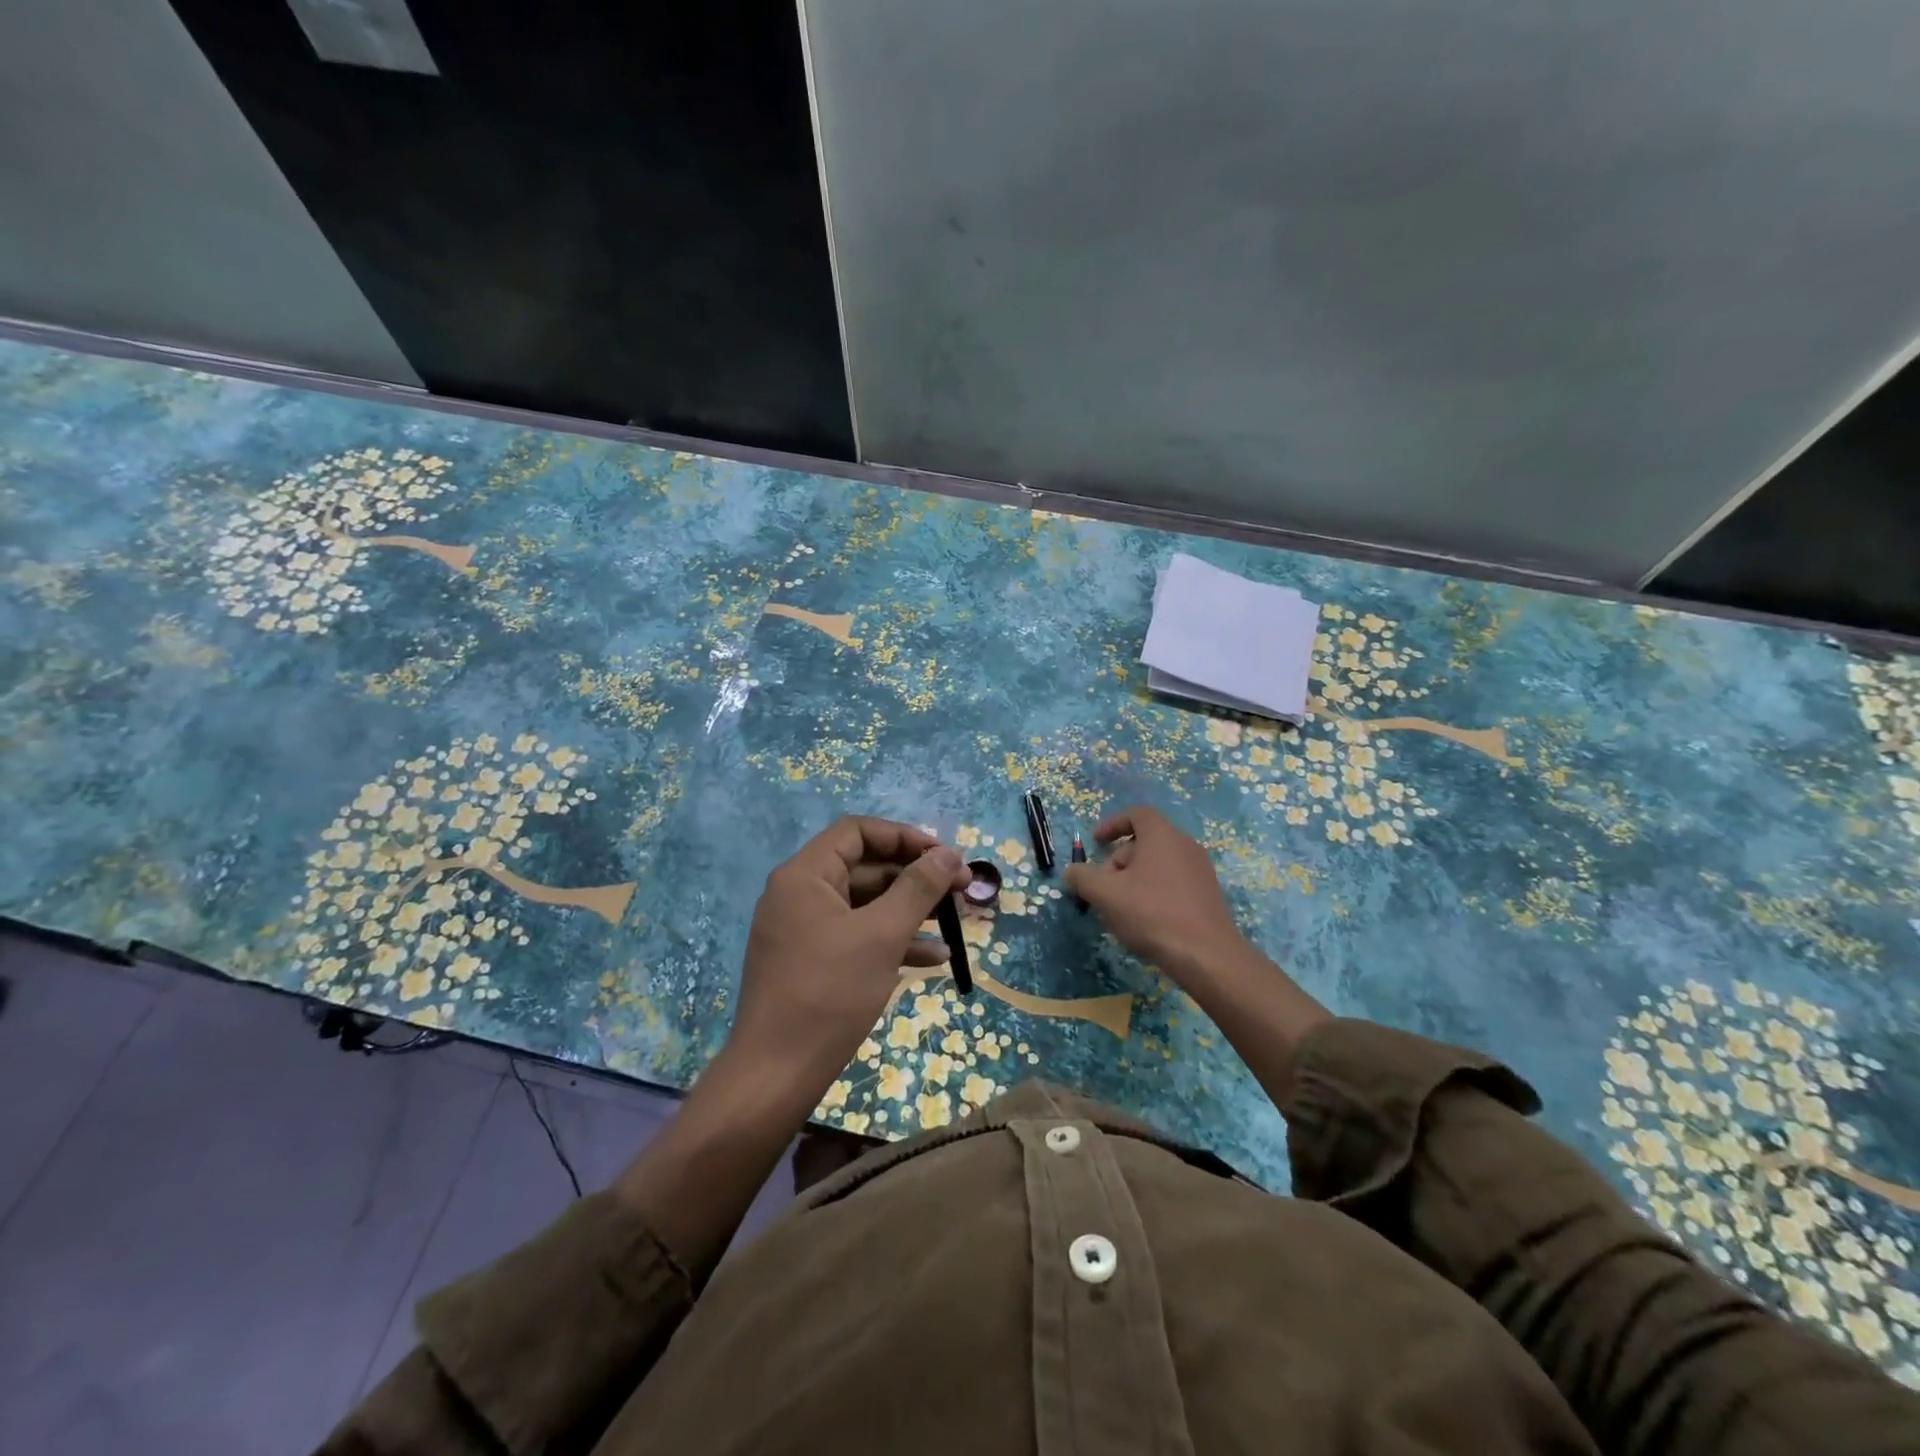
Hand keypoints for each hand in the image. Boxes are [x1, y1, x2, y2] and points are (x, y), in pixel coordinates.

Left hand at [728, 816, 970, 1102]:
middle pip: (864, 867)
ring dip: (909, 910)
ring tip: (955, 922)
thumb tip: (948, 854)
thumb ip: (917, 888)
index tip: (944, 856)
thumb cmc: (829, 994)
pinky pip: (855, 936)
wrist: (775, 1076)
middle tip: (960, 890)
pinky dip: (891, 941)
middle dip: (914, 877)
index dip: (904, 837)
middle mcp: (799, 894)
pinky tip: (933, 959)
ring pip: (864, 905)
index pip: (857, 832)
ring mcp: (802, 930)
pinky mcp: (810, 963)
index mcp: (804, 876)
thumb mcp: (881, 935)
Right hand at [1064, 805, 1248, 978]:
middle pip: (1144, 842)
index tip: (1095, 842)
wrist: (1206, 955)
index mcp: (1162, 835)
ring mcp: (1200, 871)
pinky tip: (1144, 921)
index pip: (1136, 814)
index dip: (1112, 824)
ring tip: (1120, 909)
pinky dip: (1153, 892)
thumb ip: (1083, 877)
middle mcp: (1185, 846)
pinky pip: (1173, 883)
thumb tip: (1071, 871)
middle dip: (1118, 861)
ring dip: (1133, 880)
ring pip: (1158, 865)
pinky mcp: (1207, 895)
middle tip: (1103, 888)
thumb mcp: (1106, 894)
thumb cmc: (1151, 913)